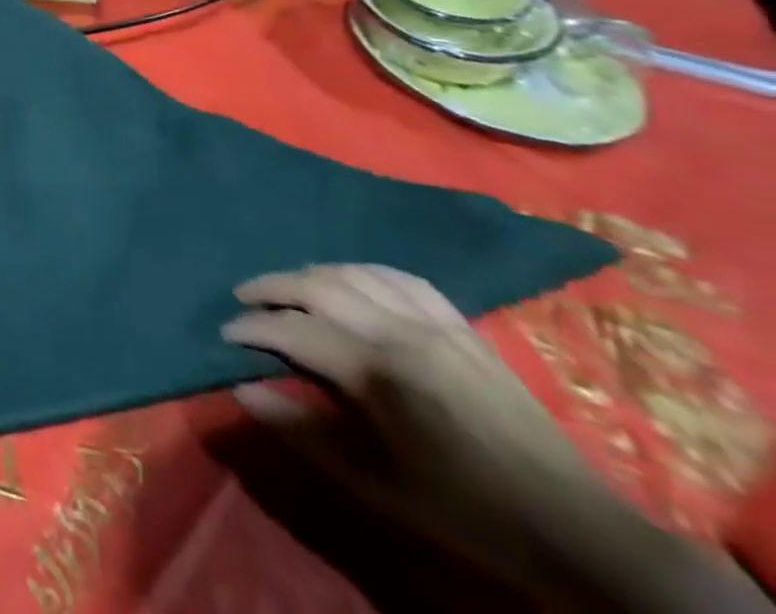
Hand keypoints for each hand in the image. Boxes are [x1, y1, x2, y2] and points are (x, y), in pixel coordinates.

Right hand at [222, 265, 769, 611]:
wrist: (574, 528)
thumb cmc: (465, 511)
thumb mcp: (377, 486)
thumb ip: (304, 432)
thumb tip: (242, 390)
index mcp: (379, 373)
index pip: (294, 331)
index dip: (252, 328)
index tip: (225, 332)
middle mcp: (400, 331)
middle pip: (317, 286)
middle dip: (270, 287)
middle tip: (242, 298)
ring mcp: (434, 321)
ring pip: (352, 273)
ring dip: (309, 274)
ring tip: (286, 287)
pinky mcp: (460, 323)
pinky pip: (399, 277)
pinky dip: (361, 271)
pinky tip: (348, 280)